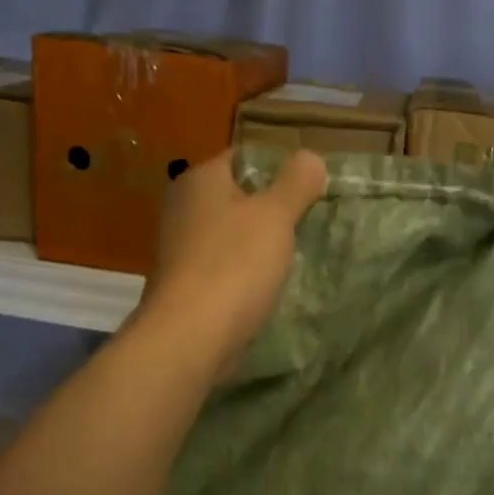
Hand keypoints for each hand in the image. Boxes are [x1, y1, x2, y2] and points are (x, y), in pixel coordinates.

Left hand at [139, 148, 327, 376]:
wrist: (190, 336)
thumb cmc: (234, 265)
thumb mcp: (275, 215)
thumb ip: (296, 183)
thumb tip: (310, 158)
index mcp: (200, 179)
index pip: (246, 158)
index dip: (281, 168)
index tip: (313, 190)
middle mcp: (183, 206)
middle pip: (239, 197)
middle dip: (273, 209)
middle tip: (311, 223)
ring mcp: (180, 247)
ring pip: (233, 234)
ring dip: (261, 243)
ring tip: (296, 255)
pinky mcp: (184, 283)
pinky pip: (224, 265)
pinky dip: (245, 271)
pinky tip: (268, 285)